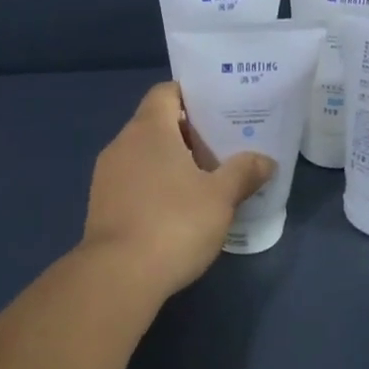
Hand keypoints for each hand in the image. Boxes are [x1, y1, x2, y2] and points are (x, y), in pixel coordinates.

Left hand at [83, 83, 274, 297]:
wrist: (119, 276)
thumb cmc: (174, 223)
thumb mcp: (220, 197)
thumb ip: (244, 172)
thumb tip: (266, 161)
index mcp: (148, 130)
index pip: (166, 92)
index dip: (192, 95)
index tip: (219, 108)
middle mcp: (121, 144)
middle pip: (156, 124)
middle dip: (188, 133)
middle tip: (222, 146)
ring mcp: (106, 176)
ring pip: (143, 155)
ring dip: (171, 162)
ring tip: (204, 179)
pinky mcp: (101, 206)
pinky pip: (133, 182)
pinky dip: (155, 186)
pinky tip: (178, 208)